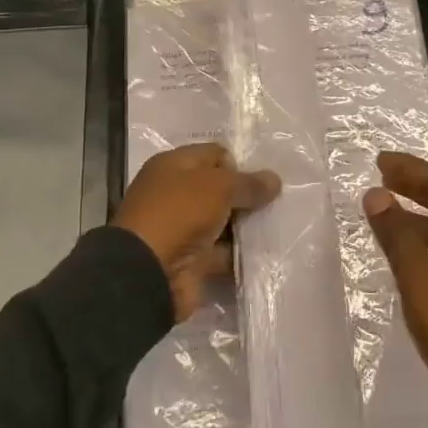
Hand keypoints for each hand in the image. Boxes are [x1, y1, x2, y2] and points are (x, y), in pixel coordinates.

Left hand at [114, 143, 280, 321]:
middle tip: (279, 203)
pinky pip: (222, 253)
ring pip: (223, 222)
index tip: (263, 180)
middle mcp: (176, 194)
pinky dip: (240, 255)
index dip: (239, 164)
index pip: (214, 155)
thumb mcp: (218, 187)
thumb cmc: (179, 213)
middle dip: (247, 196)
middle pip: (219, 189)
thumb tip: (274, 180)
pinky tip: (267, 253)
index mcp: (173, 166)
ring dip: (246, 227)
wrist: (147, 272)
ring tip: (279, 226)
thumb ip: (248, 183)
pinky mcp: (191, 261)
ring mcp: (182, 229)